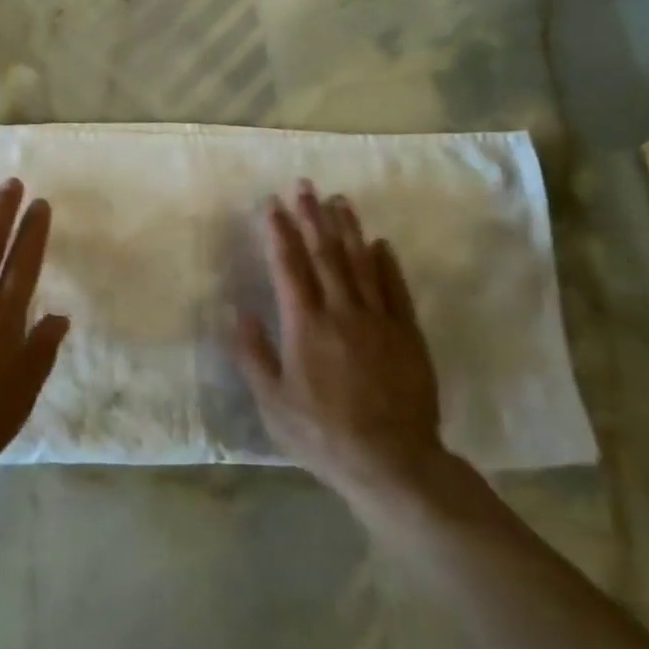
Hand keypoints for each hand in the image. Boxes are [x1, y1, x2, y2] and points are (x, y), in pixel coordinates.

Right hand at [232, 179, 445, 504]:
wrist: (392, 462)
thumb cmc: (322, 435)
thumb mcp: (273, 403)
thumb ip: (254, 355)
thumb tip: (241, 312)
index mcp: (306, 325)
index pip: (289, 266)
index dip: (279, 232)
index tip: (272, 203)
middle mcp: (342, 312)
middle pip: (325, 254)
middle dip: (311, 216)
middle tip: (304, 185)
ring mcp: (379, 320)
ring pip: (361, 263)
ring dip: (347, 229)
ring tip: (338, 200)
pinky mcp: (407, 334)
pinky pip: (395, 289)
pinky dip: (386, 263)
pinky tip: (379, 243)